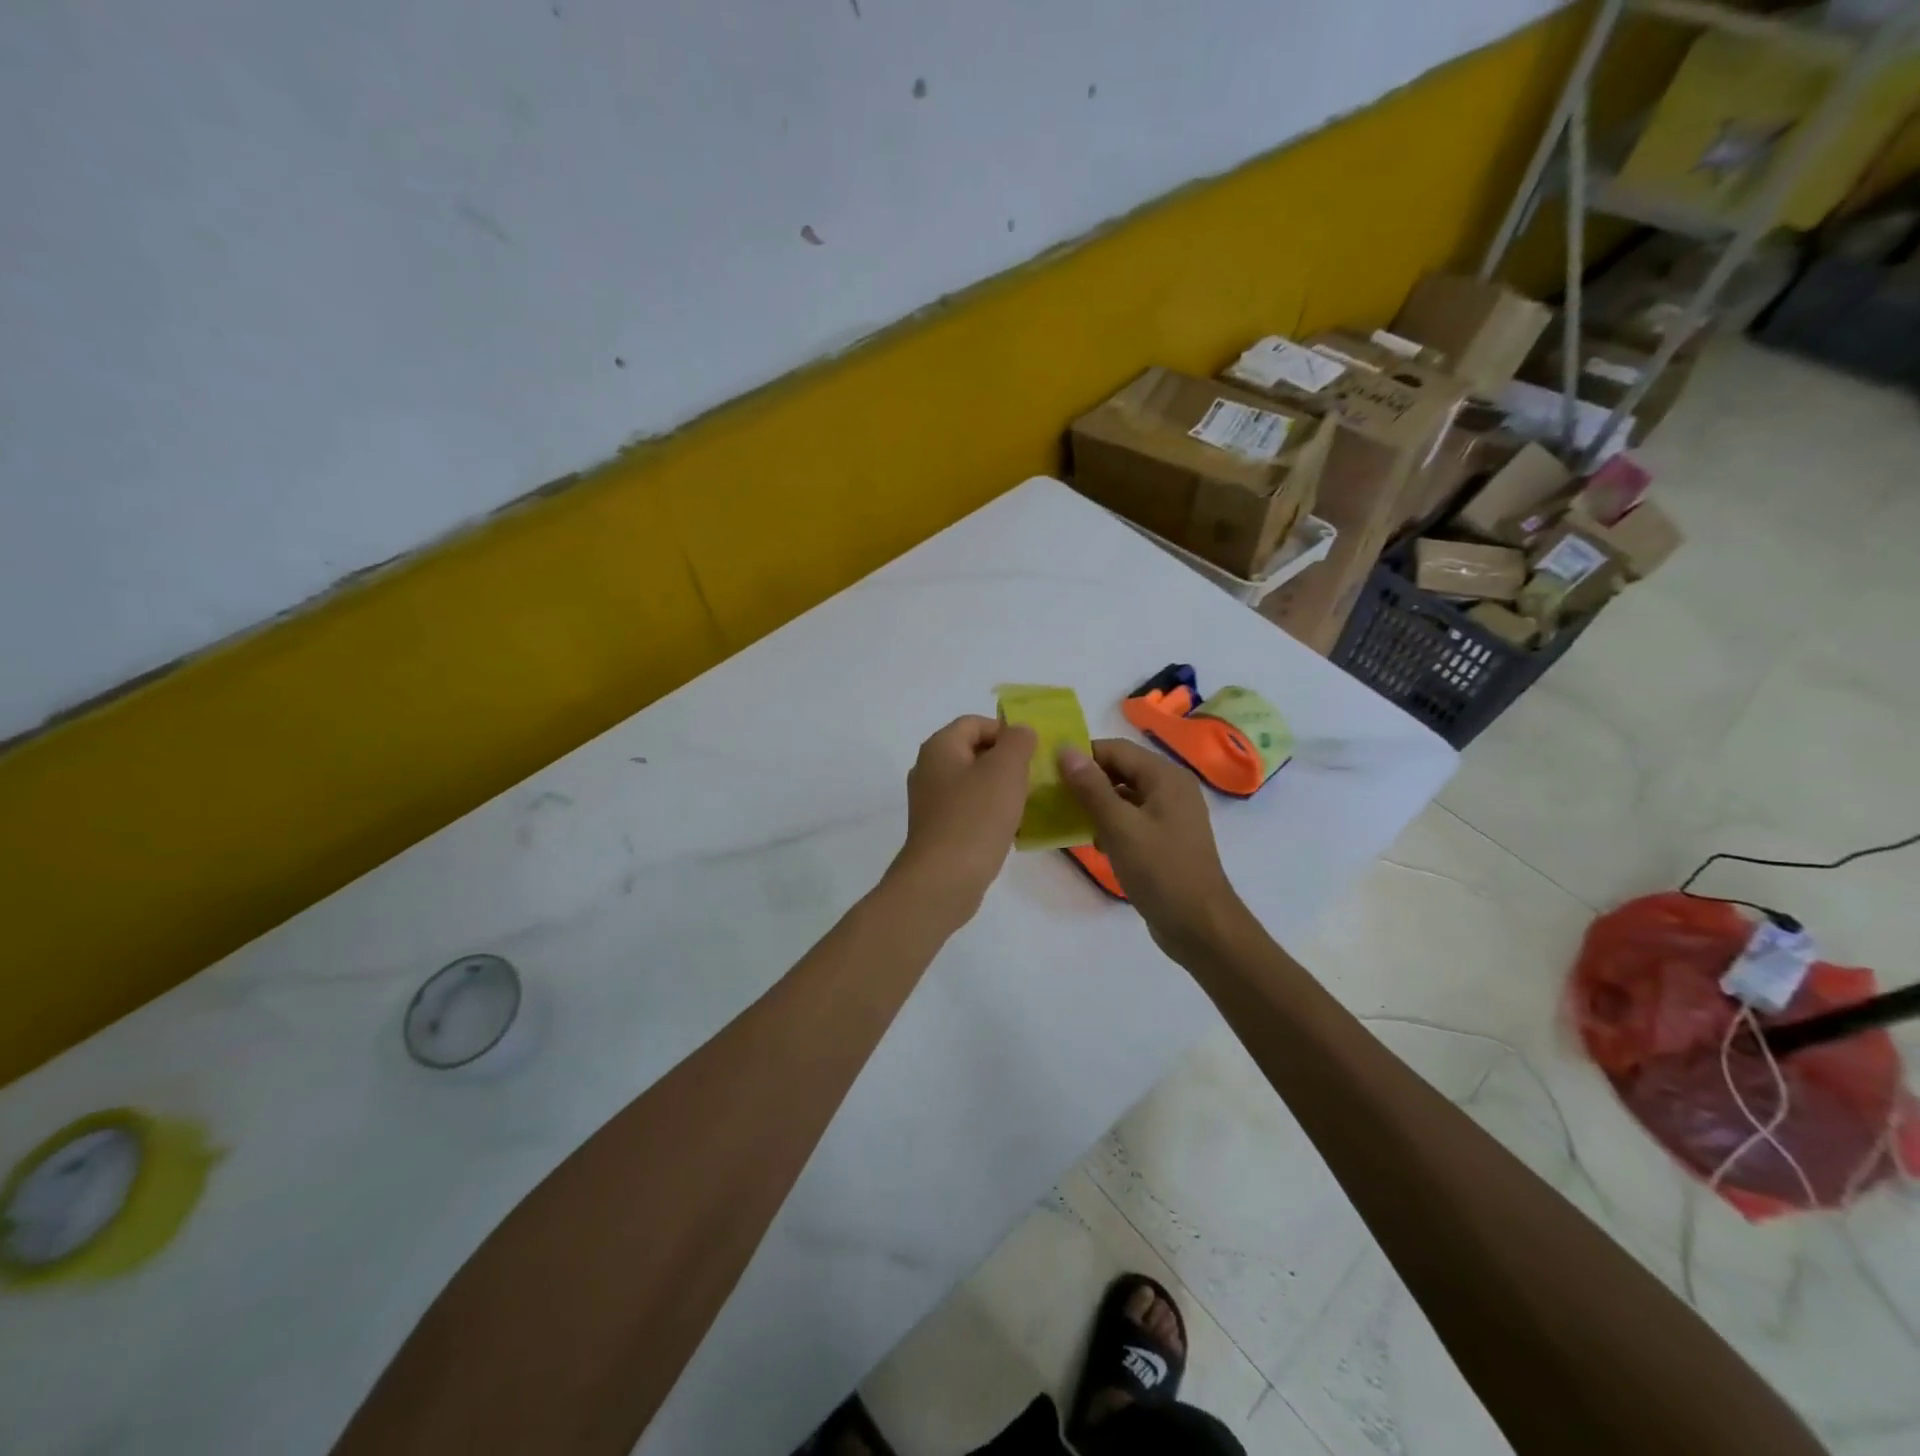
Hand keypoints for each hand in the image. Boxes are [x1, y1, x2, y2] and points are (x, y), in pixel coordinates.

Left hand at [888, 715, 1036, 928]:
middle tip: (1033, 778)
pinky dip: (989, 813)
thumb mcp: (1006, 769)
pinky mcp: (937, 831)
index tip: (1031, 753)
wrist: (944, 880)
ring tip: (1026, 804)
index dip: (1005, 731)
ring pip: (973, 783)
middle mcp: (929, 770)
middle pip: (973, 752)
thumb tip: (1020, 732)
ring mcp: (930, 802)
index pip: (975, 723)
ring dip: (1000, 789)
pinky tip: (1009, 829)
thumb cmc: (976, 817)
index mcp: (939, 747)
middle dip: (1006, 761)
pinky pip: (968, 810)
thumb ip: (1018, 741)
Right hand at [1058, 739, 1248, 959]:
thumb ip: (1091, 787)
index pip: (1116, 749)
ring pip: (1125, 796)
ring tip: (1068, 819)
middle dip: (1088, 781)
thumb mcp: (1119, 826)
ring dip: (1097, 804)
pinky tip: (1095, 843)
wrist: (1200, 926)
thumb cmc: (1160, 870)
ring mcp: (1171, 815)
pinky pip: (1133, 818)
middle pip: (1121, 770)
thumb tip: (1065, 750)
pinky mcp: (1166, 839)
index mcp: (1166, 777)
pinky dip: (1112, 824)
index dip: (1082, 756)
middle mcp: (1172, 788)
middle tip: (1054, 796)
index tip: (1050, 773)